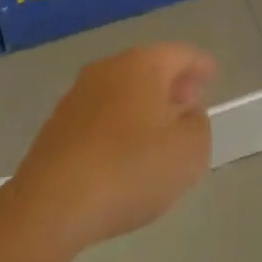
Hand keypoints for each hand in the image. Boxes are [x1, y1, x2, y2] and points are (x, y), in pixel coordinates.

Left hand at [0, 43, 215, 259]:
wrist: (49, 207)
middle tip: (189, 104)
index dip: (201, 65)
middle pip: (149, 68)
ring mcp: (77, 96)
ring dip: (142, 106)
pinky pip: (100, 116)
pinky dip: (118, 126)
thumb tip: (186, 115)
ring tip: (158, 133)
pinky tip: (124, 153)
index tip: (212, 76)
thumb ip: (198, 126)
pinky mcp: (56, 127)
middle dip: (171, 84)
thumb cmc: (130, 169)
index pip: (182, 54)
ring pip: (122, 91)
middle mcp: (109, 68)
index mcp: (144, 64)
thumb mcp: (189, 152)